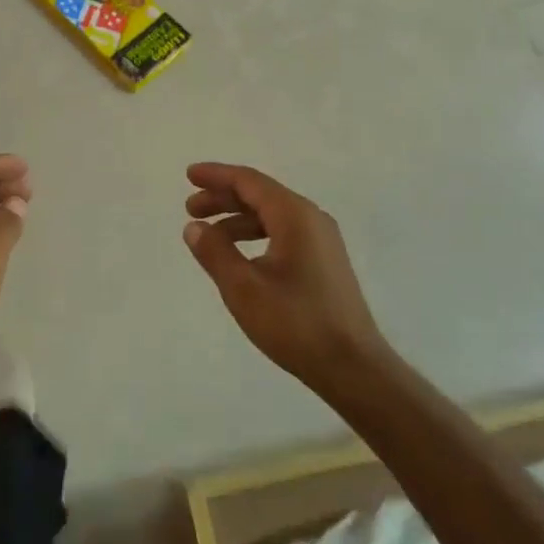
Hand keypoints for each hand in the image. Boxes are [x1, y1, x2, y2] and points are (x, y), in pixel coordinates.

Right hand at [183, 162, 386, 391]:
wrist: (354, 367)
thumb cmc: (296, 324)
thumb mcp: (244, 289)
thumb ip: (215, 252)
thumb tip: (194, 227)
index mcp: (294, 215)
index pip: (249, 181)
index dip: (216, 175)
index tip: (189, 175)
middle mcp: (311, 218)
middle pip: (260, 194)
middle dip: (223, 197)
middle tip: (191, 208)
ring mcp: (322, 240)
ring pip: (272, 215)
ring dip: (238, 219)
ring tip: (209, 235)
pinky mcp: (325, 261)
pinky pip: (283, 232)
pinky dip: (256, 234)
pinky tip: (240, 256)